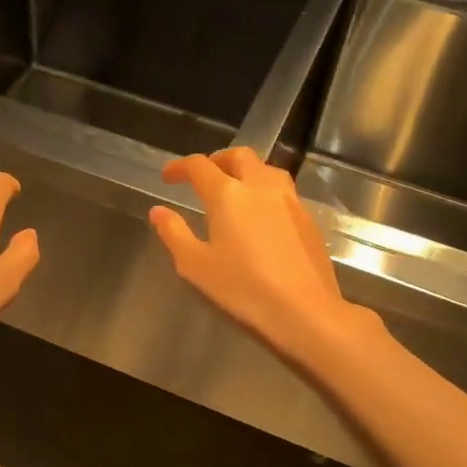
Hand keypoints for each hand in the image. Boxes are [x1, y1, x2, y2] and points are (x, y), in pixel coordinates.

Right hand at [149, 147, 377, 368]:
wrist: (304, 310)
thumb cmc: (243, 288)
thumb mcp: (195, 265)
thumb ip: (174, 233)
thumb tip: (158, 211)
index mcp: (227, 193)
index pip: (200, 166)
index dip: (180, 167)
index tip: (168, 178)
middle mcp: (260, 186)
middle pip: (238, 156)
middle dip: (217, 160)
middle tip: (203, 177)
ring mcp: (289, 200)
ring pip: (266, 169)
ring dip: (246, 171)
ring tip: (235, 189)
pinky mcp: (308, 218)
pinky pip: (282, 190)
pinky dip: (265, 190)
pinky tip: (261, 214)